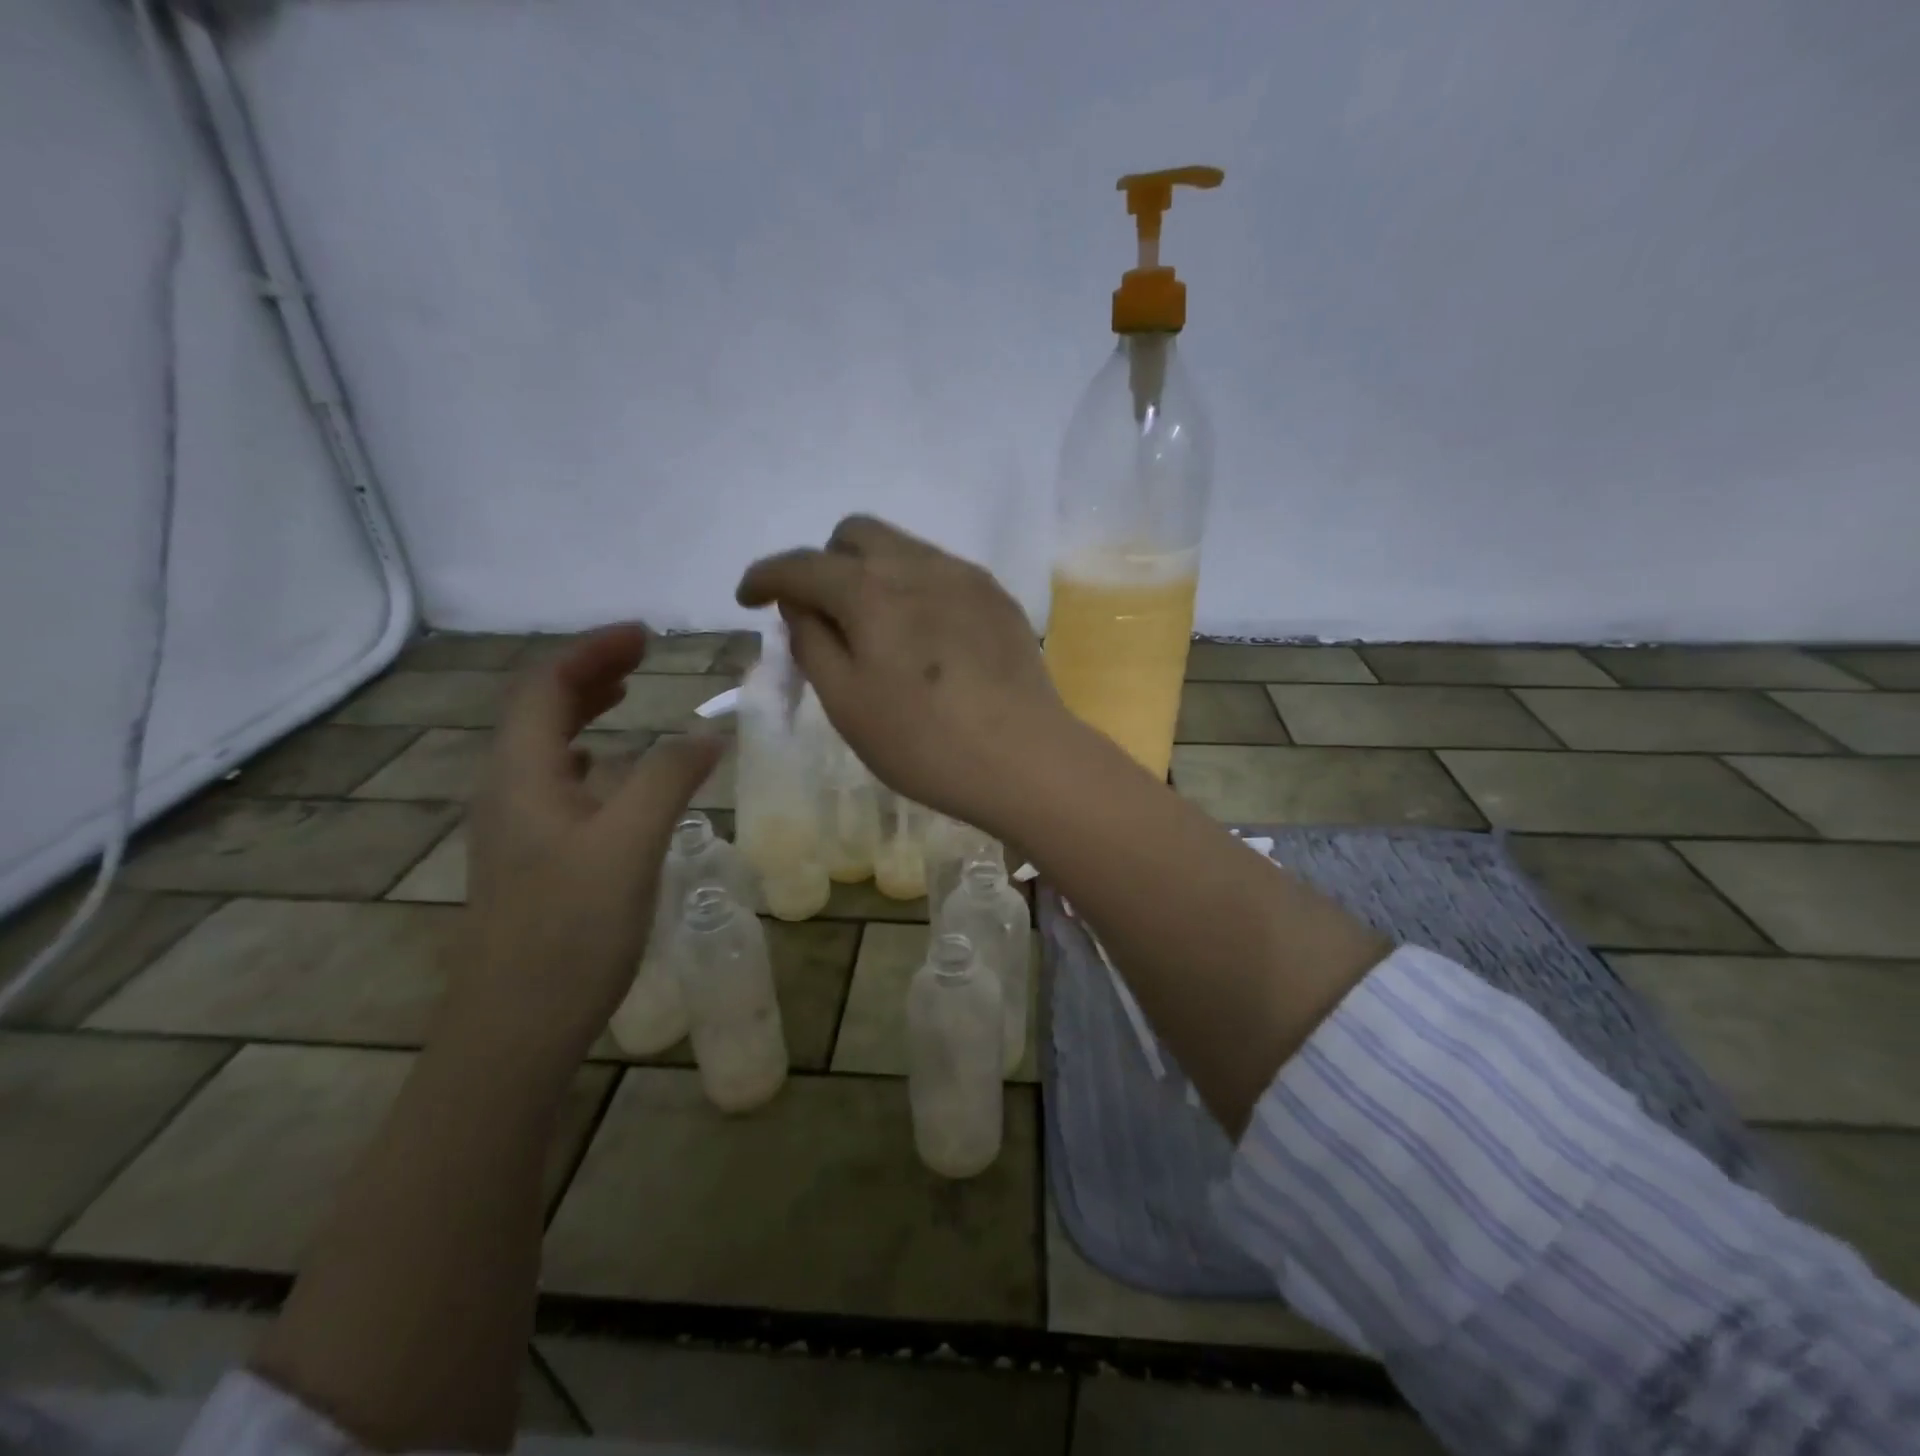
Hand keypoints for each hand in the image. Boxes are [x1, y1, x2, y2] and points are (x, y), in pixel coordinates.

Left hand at [448, 626, 721, 1070]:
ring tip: (626, 695)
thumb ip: (669, 778)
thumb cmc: (570, 930)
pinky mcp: (531, 858)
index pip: (545, 686)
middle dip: (588, 672)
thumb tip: (709, 731)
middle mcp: (507, 791)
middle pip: (538, 710)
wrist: (514, 1029)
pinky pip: (556, 783)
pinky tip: (611, 772)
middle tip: (642, 656)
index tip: (645, 636)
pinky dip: (588, 756)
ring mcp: (515, 827)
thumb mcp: (629, 844)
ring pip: (544, 747)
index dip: (592, 651)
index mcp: (521, 775)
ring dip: (583, 711)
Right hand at [736, 515, 1075, 832]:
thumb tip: (802, 605)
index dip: (766, 576)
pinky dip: (913, 587)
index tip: (748, 598)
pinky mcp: (997, 597)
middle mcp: (918, 565)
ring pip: (902, 547)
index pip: (802, 564)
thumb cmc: (923, 742)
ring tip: (876, 628)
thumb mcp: (847, 703)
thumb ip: (813, 643)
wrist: (1025, 758)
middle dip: (825, 562)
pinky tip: (924, 637)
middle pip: (856, 533)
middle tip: (823, 613)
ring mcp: (965, 577)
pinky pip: (941, 571)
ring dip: (872, 572)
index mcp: (870, 591)